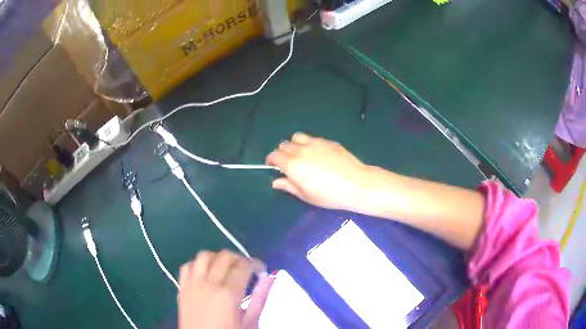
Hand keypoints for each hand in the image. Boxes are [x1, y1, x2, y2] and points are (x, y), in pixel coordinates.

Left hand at [178, 250, 273, 328]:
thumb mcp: (249, 322)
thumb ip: (260, 299)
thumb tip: (270, 278)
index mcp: (228, 294)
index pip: (243, 266)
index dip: (255, 264)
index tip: (260, 270)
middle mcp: (208, 284)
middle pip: (224, 256)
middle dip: (239, 258)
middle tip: (246, 269)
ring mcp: (192, 285)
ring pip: (203, 256)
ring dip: (217, 257)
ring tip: (225, 268)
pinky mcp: (181, 289)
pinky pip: (187, 266)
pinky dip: (197, 265)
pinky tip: (205, 274)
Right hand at [266, 132, 370, 210]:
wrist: (356, 184)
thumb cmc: (329, 195)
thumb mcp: (306, 195)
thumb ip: (289, 186)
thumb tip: (276, 182)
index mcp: (293, 164)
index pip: (274, 156)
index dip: (271, 160)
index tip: (272, 166)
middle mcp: (301, 150)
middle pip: (284, 145)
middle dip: (282, 153)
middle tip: (287, 164)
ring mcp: (316, 143)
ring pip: (297, 137)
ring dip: (294, 144)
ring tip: (301, 155)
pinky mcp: (328, 141)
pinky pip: (312, 139)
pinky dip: (309, 144)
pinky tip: (318, 155)